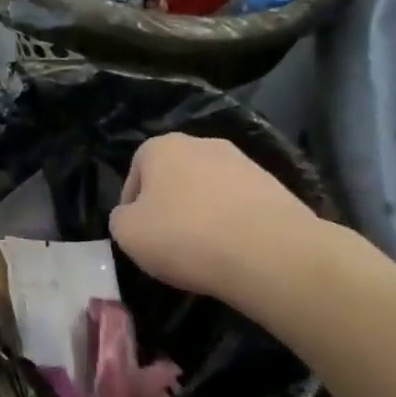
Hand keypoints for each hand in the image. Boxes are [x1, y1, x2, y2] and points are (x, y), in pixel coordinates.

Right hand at [108, 134, 334, 309]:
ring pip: (209, 190)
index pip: (136, 172)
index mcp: (162, 147)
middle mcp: (202, 144)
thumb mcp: (126, 233)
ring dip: (203, 214)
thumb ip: (120, 218)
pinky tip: (234, 251)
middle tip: (169, 241)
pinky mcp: (275, 186)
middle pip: (175, 177)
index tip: (139, 234)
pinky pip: (240, 205)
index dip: (132, 205)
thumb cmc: (185, 236)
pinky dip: (233, 223)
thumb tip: (132, 216)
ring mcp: (243, 163)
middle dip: (170, 205)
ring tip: (205, 251)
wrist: (270, 252)